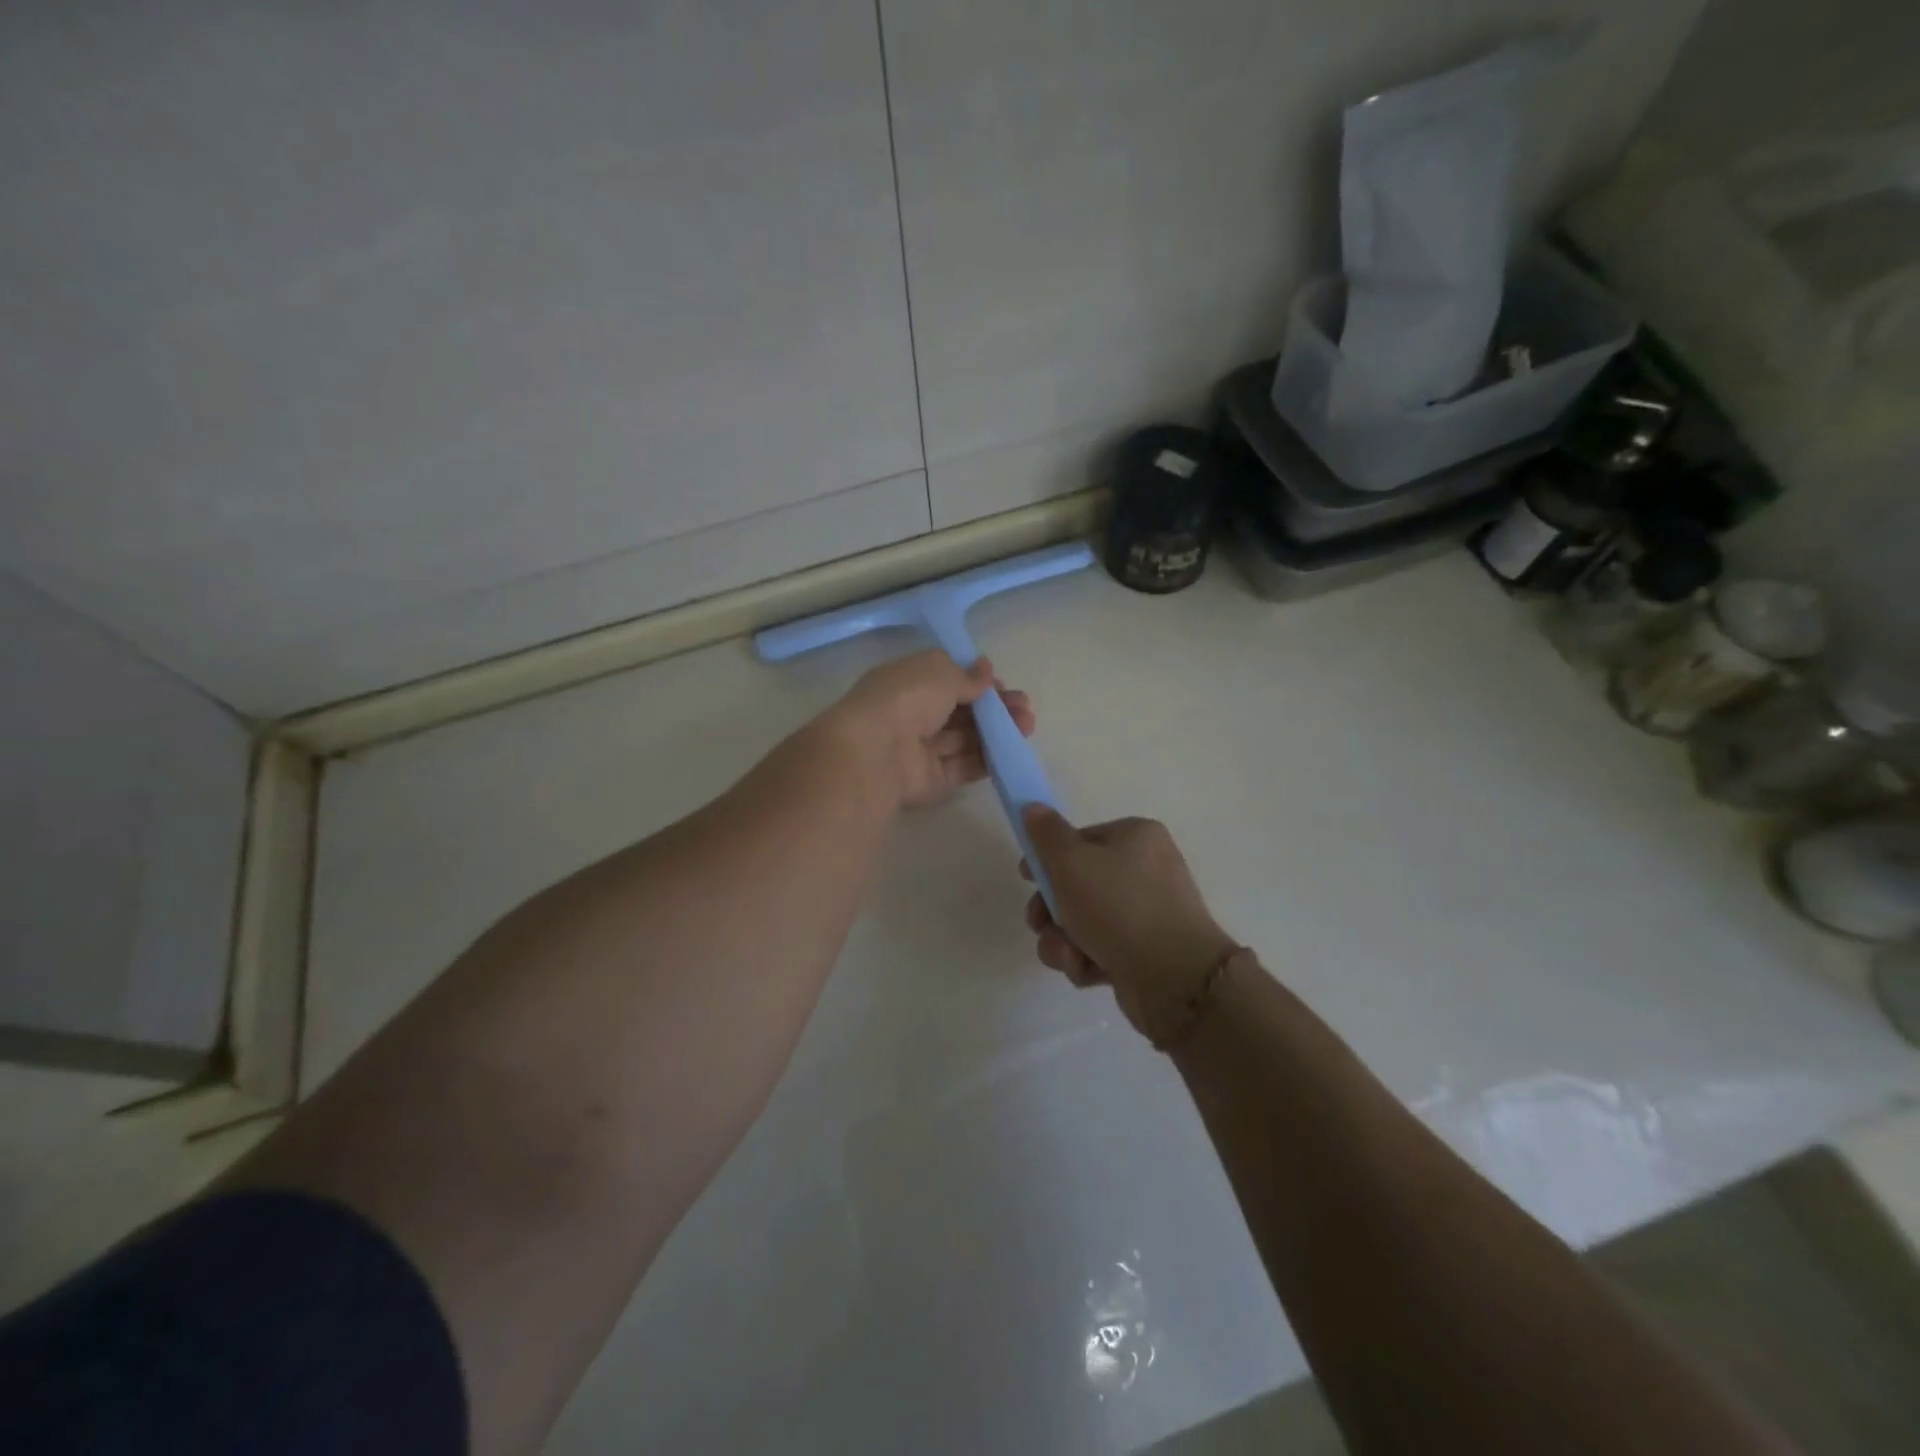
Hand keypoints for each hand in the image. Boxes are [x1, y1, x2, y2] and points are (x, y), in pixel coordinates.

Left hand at [827, 649, 1035, 810]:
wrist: (875, 753)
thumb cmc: (906, 699)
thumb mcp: (940, 672)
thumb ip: (967, 675)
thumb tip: (986, 668)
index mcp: (907, 683)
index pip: (947, 681)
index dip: (977, 683)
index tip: (1002, 686)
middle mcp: (913, 715)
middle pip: (960, 712)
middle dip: (994, 709)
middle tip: (1025, 709)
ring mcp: (921, 750)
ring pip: (965, 739)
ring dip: (997, 733)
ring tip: (1027, 727)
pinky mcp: (930, 780)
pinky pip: (962, 767)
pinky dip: (986, 759)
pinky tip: (1011, 751)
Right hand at [1020, 809, 1236, 1041]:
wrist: (1175, 978)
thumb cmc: (1119, 907)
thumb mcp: (1071, 862)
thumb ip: (1046, 834)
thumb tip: (1033, 807)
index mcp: (1135, 837)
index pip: (1079, 839)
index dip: (1047, 858)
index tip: (1026, 878)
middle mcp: (1145, 870)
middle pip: (1076, 884)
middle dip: (1051, 910)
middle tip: (1039, 924)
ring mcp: (1147, 914)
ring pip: (1082, 921)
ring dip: (1063, 940)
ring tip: (1068, 954)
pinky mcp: (1144, 952)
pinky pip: (1100, 949)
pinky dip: (1086, 960)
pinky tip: (1088, 970)